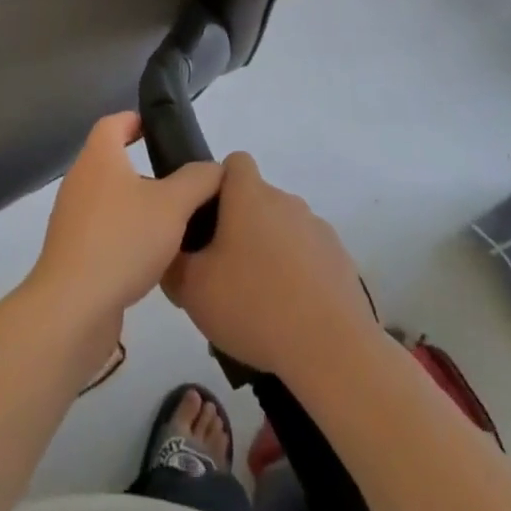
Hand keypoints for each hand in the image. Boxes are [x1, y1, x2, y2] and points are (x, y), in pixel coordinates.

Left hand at [28, 113, 221, 331]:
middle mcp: (80, 181)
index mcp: (99, 158)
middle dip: (145, 169)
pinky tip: (152, 259)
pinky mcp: (72, 253)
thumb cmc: (123, 240)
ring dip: (138, 206)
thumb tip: (214, 168)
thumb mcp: (173, 205)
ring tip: (173, 223)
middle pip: (112, 162)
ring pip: (110, 200)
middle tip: (180, 183)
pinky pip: (104, 232)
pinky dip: (126, 236)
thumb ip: (197, 181)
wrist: (73, 307)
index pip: (114, 123)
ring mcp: (72, 218)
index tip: (160, 132)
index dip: (136, 121)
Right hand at [162, 152, 375, 380]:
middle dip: (240, 227)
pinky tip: (290, 314)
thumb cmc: (254, 305)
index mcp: (250, 195)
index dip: (218, 184)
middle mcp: (285, 200)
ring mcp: (317, 228)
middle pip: (257, 200)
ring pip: (283, 229)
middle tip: (224, 272)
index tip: (207, 221)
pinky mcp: (339, 259)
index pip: (234, 163)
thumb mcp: (192, 289)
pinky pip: (308, 255)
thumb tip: (171, 253)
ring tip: (258, 302)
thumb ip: (173, 263)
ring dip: (270, 251)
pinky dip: (297, 274)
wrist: (331, 347)